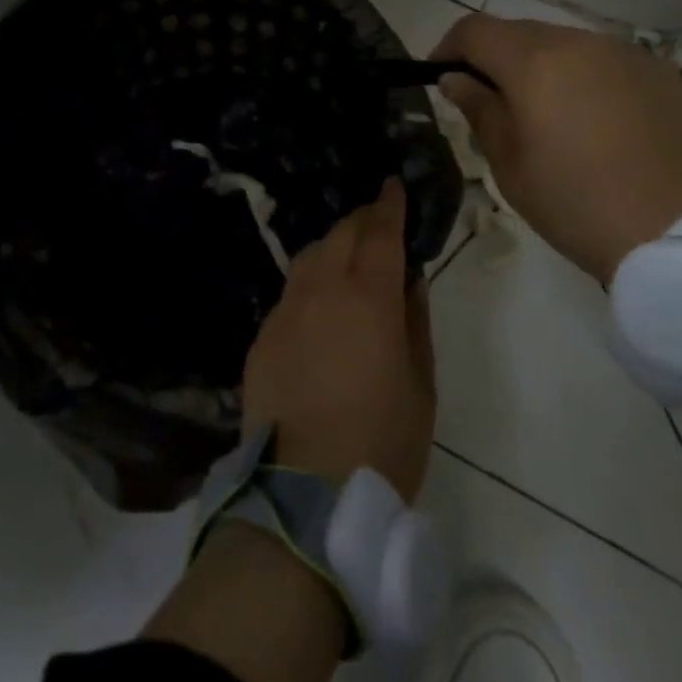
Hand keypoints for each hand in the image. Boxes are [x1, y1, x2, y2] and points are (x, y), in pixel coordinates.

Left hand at [241, 178, 435, 501]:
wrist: (303, 496)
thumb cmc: (381, 442)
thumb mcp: (420, 384)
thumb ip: (415, 321)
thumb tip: (409, 279)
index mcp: (369, 298)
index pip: (381, 233)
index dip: (390, 204)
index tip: (393, 185)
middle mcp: (322, 290)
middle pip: (341, 235)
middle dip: (362, 221)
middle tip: (379, 223)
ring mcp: (285, 311)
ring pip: (310, 257)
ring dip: (333, 246)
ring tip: (349, 257)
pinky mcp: (262, 335)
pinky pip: (290, 293)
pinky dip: (310, 283)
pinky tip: (319, 306)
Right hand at [431, 14, 681, 281]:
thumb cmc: (579, 205)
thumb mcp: (512, 166)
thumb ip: (480, 111)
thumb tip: (457, 79)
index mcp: (536, 63)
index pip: (475, 30)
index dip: (449, 47)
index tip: (441, 76)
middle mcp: (583, 43)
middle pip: (522, 33)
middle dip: (496, 59)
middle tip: (491, 102)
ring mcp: (630, 55)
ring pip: (568, 45)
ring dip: (544, 68)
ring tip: (548, 117)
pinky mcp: (665, 75)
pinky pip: (610, 64)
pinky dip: (588, 80)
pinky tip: (598, 124)